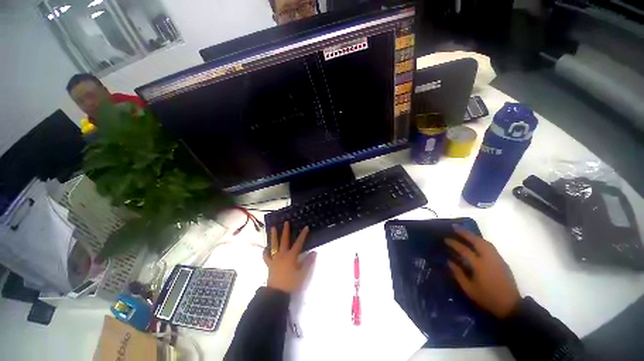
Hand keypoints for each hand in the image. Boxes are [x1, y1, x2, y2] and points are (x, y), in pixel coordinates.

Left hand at [264, 222, 315, 293]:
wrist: (277, 293)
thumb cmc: (291, 283)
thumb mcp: (302, 274)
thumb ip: (308, 262)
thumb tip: (314, 252)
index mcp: (291, 256)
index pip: (299, 243)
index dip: (303, 235)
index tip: (306, 227)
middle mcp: (283, 255)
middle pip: (284, 240)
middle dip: (286, 231)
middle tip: (286, 222)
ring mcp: (275, 259)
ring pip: (274, 245)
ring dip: (274, 236)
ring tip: (273, 228)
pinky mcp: (270, 264)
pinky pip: (266, 256)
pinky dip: (265, 252)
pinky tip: (265, 248)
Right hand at [445, 227, 520, 318]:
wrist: (511, 306)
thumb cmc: (487, 298)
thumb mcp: (469, 289)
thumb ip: (458, 274)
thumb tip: (449, 261)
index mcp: (479, 265)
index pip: (464, 250)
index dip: (454, 244)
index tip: (446, 239)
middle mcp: (489, 259)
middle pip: (477, 241)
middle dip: (466, 233)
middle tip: (455, 228)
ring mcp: (497, 259)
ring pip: (486, 242)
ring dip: (474, 236)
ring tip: (465, 233)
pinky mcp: (502, 262)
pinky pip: (490, 247)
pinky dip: (482, 241)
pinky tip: (476, 243)